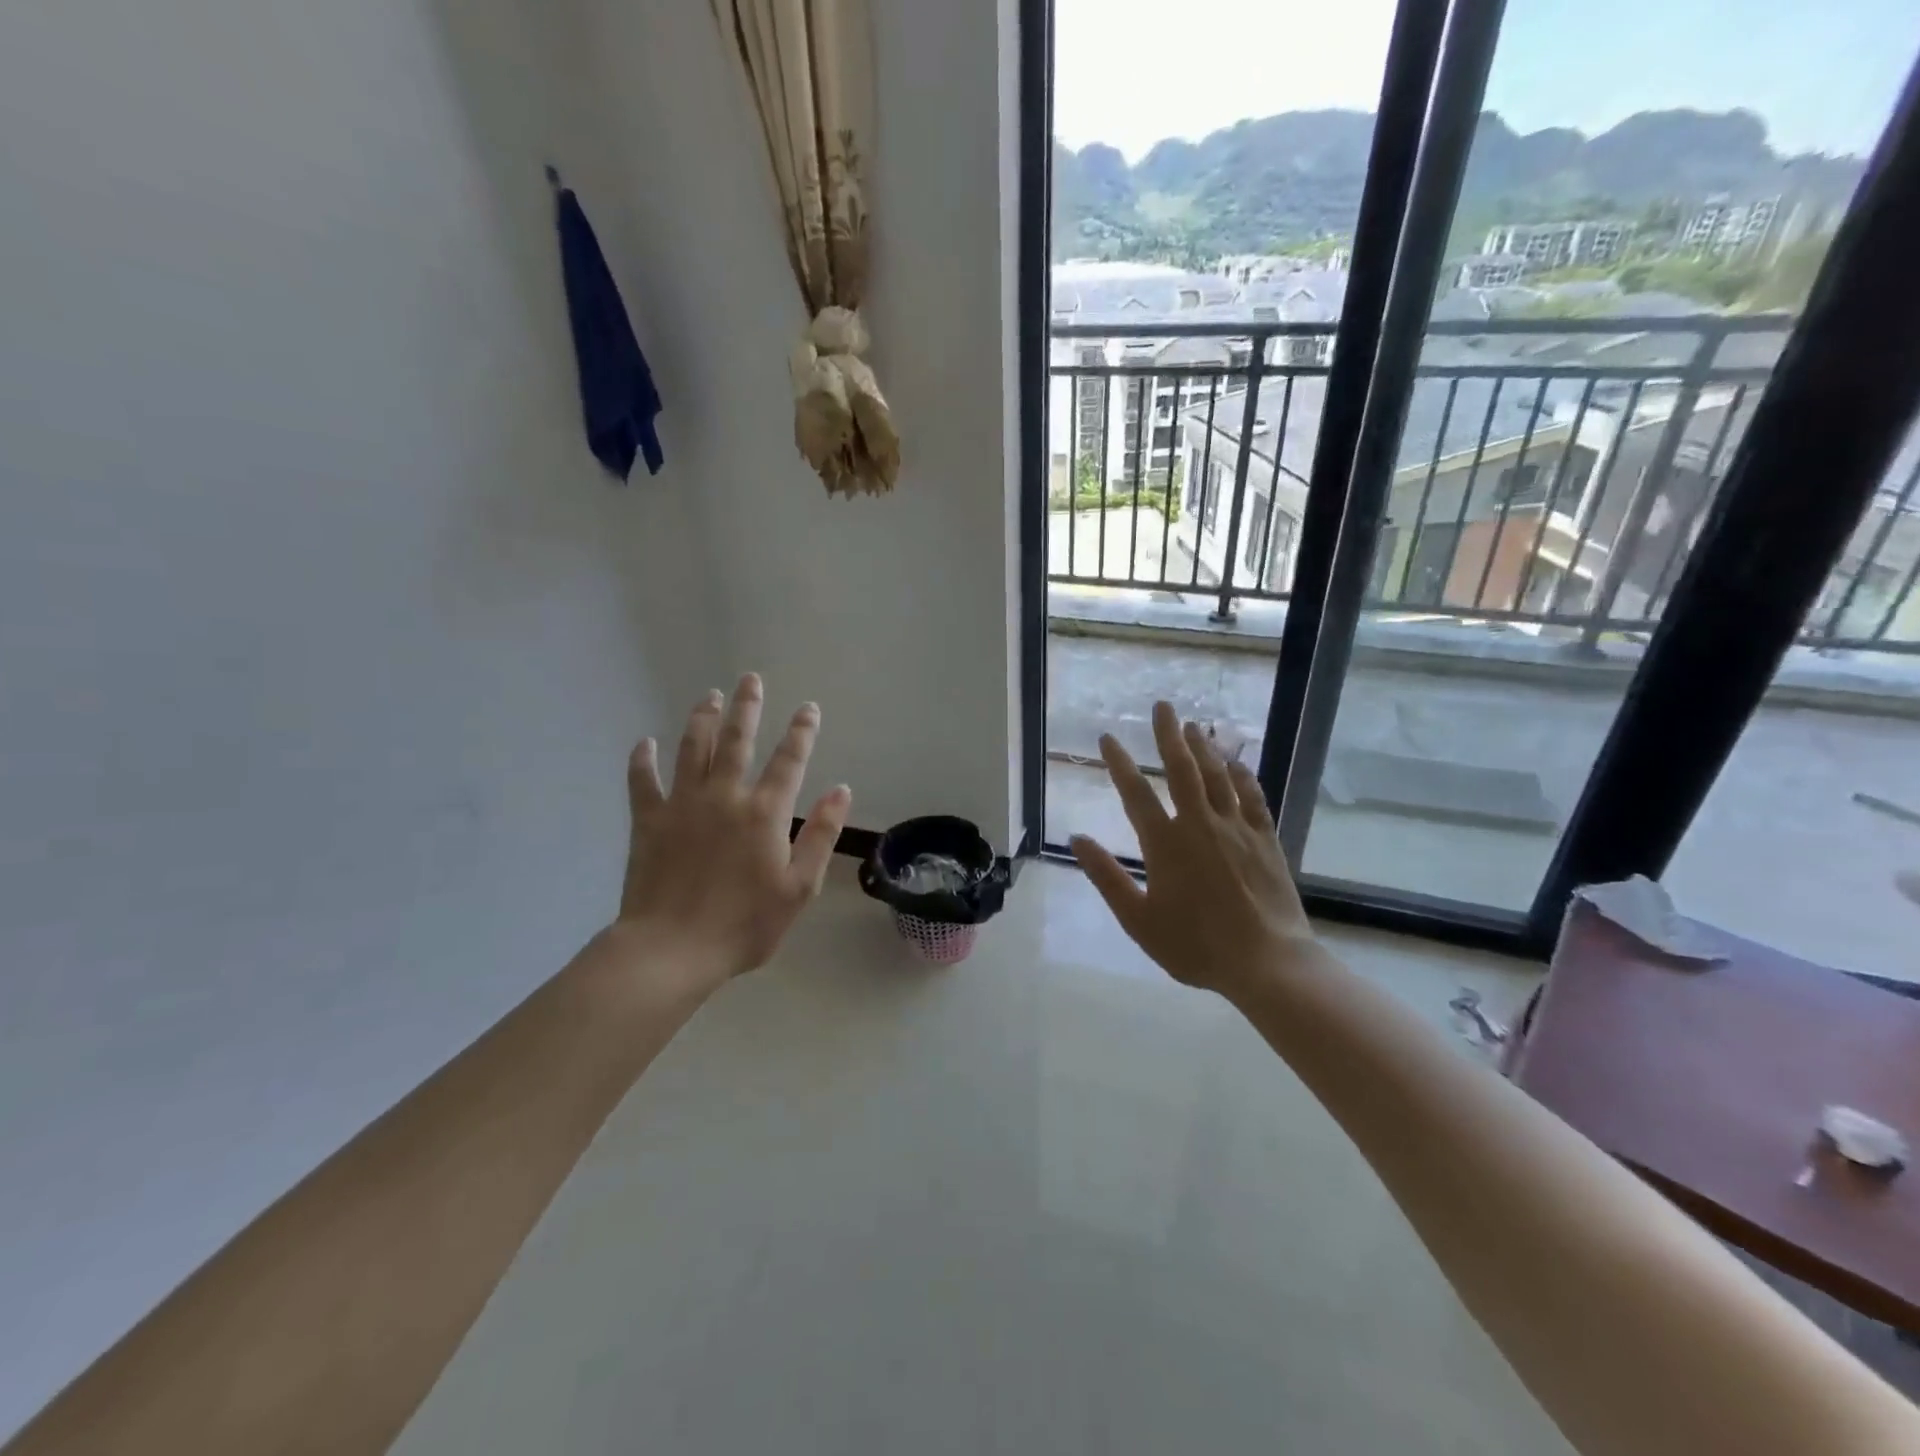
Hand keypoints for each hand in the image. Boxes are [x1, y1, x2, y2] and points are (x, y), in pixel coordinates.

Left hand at [615, 674, 850, 990]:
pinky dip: (642, 760)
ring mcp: (682, 805)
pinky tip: (644, 743)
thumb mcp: (799, 888)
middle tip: (750, 679)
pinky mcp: (648, 821)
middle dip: (746, 707)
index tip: (808, 708)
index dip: (801, 732)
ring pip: (692, 749)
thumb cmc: (744, 925)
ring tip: (709, 696)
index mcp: (764, 813)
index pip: (789, 761)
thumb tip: (841, 789)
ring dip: (701, 719)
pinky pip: (643, 782)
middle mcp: (724, 796)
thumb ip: (822, 835)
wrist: (672, 950)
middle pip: (737, 740)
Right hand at [1070, 701, 1320, 999]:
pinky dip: (1242, 775)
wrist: (1266, 962)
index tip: (1108, 737)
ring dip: (1204, 747)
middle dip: (1169, 735)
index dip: (1120, 763)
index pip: (1136, 793)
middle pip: (1182, 769)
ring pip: (1217, 776)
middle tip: (1162, 706)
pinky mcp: (1265, 839)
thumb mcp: (1138, 919)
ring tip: (1194, 724)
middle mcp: (1199, 825)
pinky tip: (1236, 761)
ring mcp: (1236, 829)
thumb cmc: (1195, 945)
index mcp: (1165, 844)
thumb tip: (1078, 839)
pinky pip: (1252, 796)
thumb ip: (1106, 876)